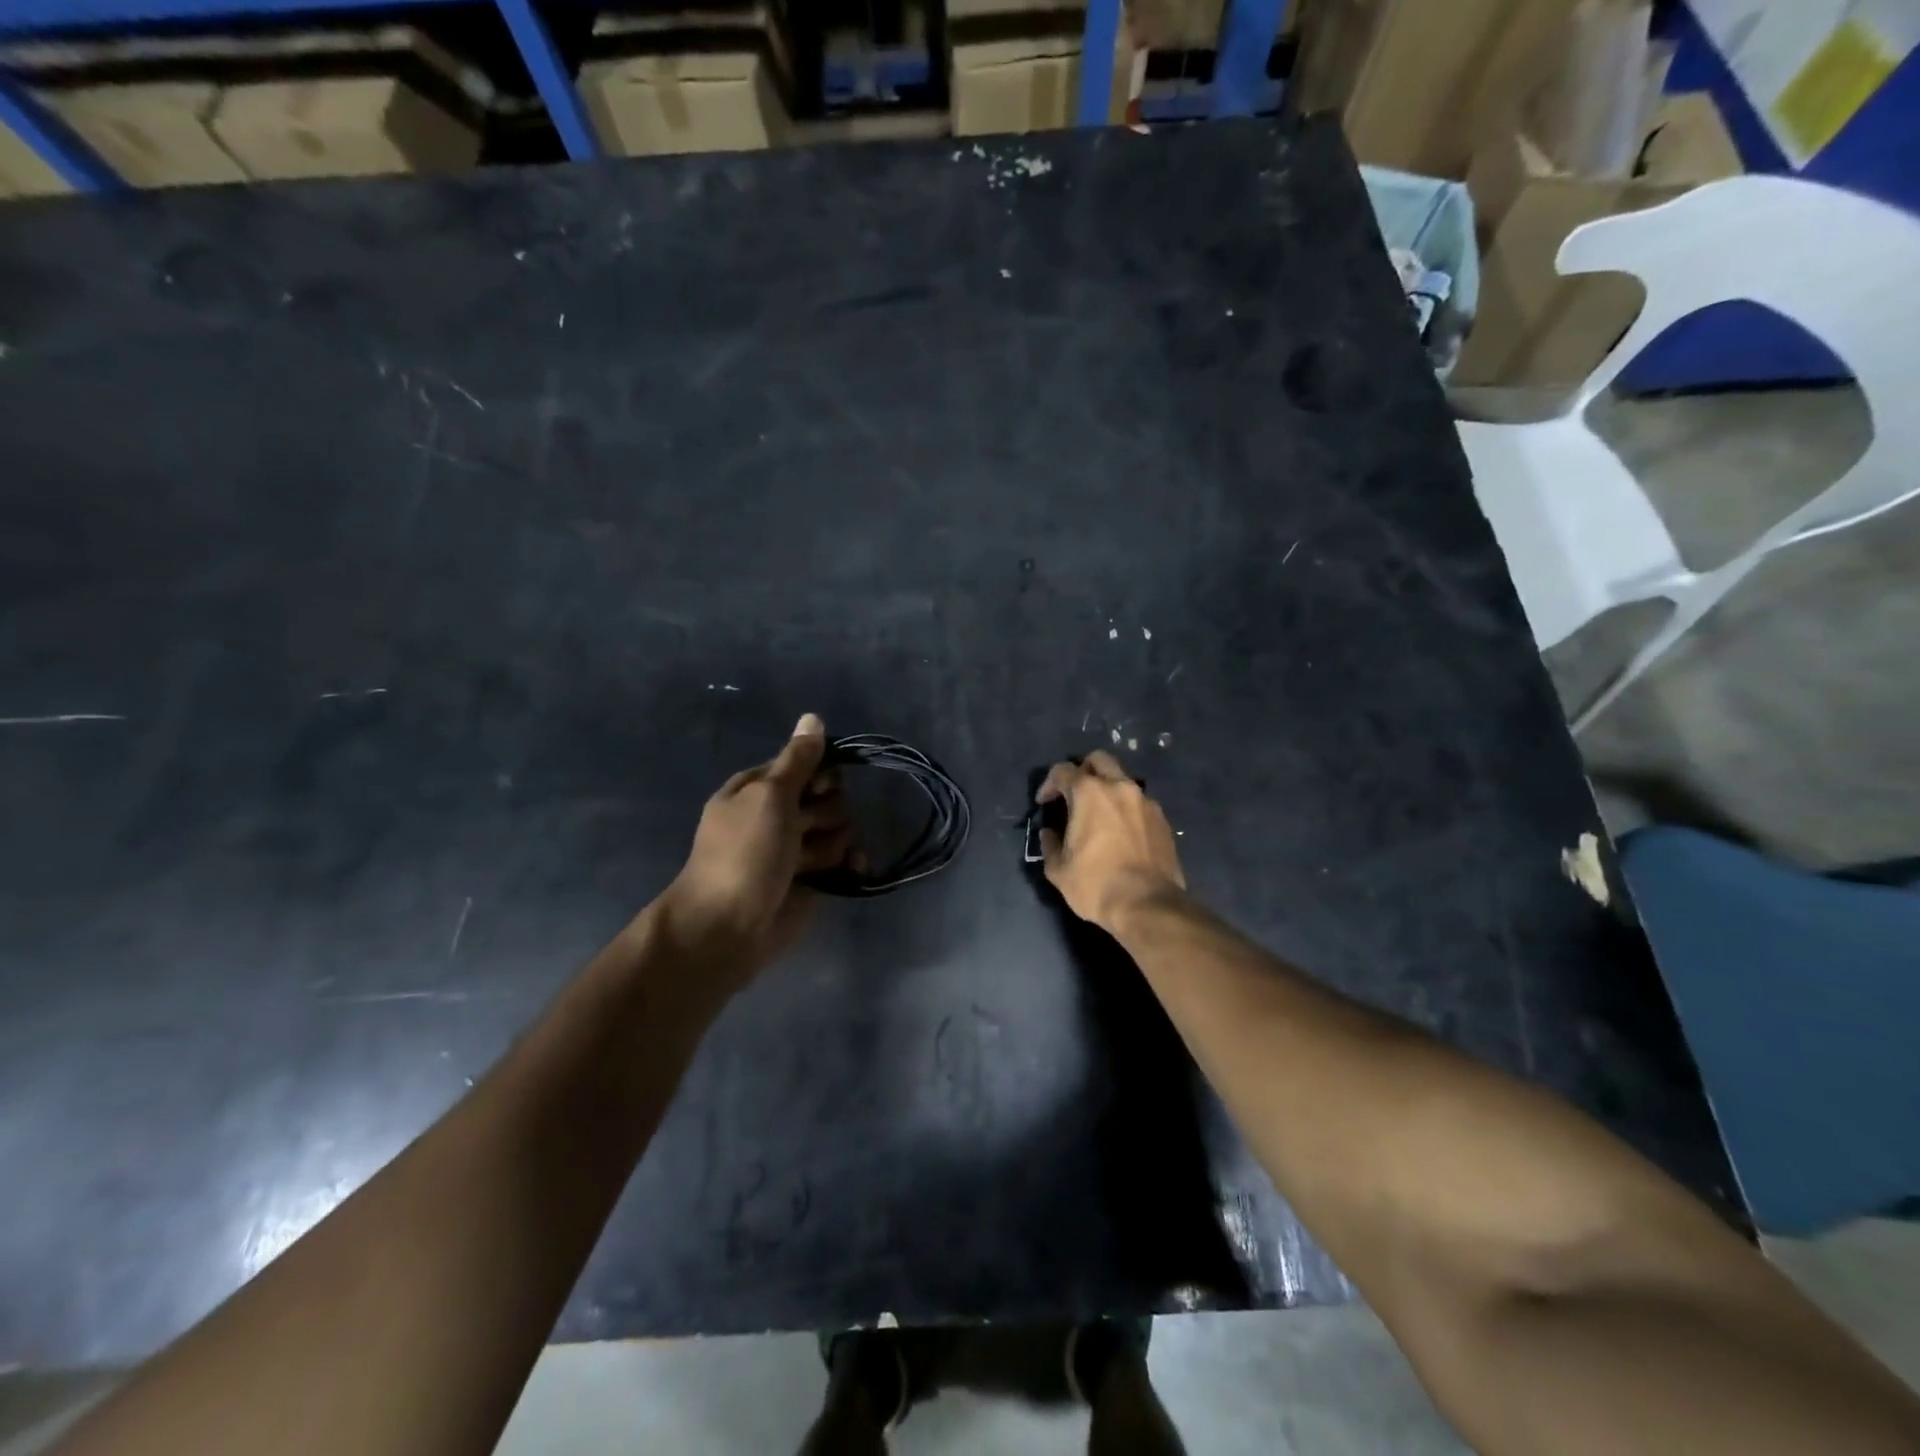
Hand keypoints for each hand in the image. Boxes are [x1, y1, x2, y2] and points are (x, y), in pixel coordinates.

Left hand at [653, 713, 853, 987]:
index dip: (820, 775)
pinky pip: (846, 859)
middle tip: (802, 832)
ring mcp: (798, 847)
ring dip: (830, 844)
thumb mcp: (769, 797)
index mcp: (761, 787)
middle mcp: (781, 813)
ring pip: (841, 828)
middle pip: (830, 796)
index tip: (817, 789)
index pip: (808, 764)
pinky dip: (850, 864)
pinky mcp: (814, 878)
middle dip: (825, 814)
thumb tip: (813, 717)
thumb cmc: (743, 854)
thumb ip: (798, 760)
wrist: (728, 927)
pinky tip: (851, 871)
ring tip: (807, 864)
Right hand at [1036, 750, 1185, 932]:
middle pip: (1098, 760)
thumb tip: (1050, 834)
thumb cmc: (1096, 884)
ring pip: (1122, 779)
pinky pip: (1139, 802)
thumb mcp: (1059, 870)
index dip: (1048, 785)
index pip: (1063, 771)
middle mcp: (1119, 787)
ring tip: (1099, 815)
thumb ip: (1050, 844)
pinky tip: (1121, 832)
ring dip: (1107, 789)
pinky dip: (1126, 808)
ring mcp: (1145, 801)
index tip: (1044, 804)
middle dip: (1082, 771)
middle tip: (1073, 794)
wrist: (1148, 905)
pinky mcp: (1162, 819)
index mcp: (1089, 793)